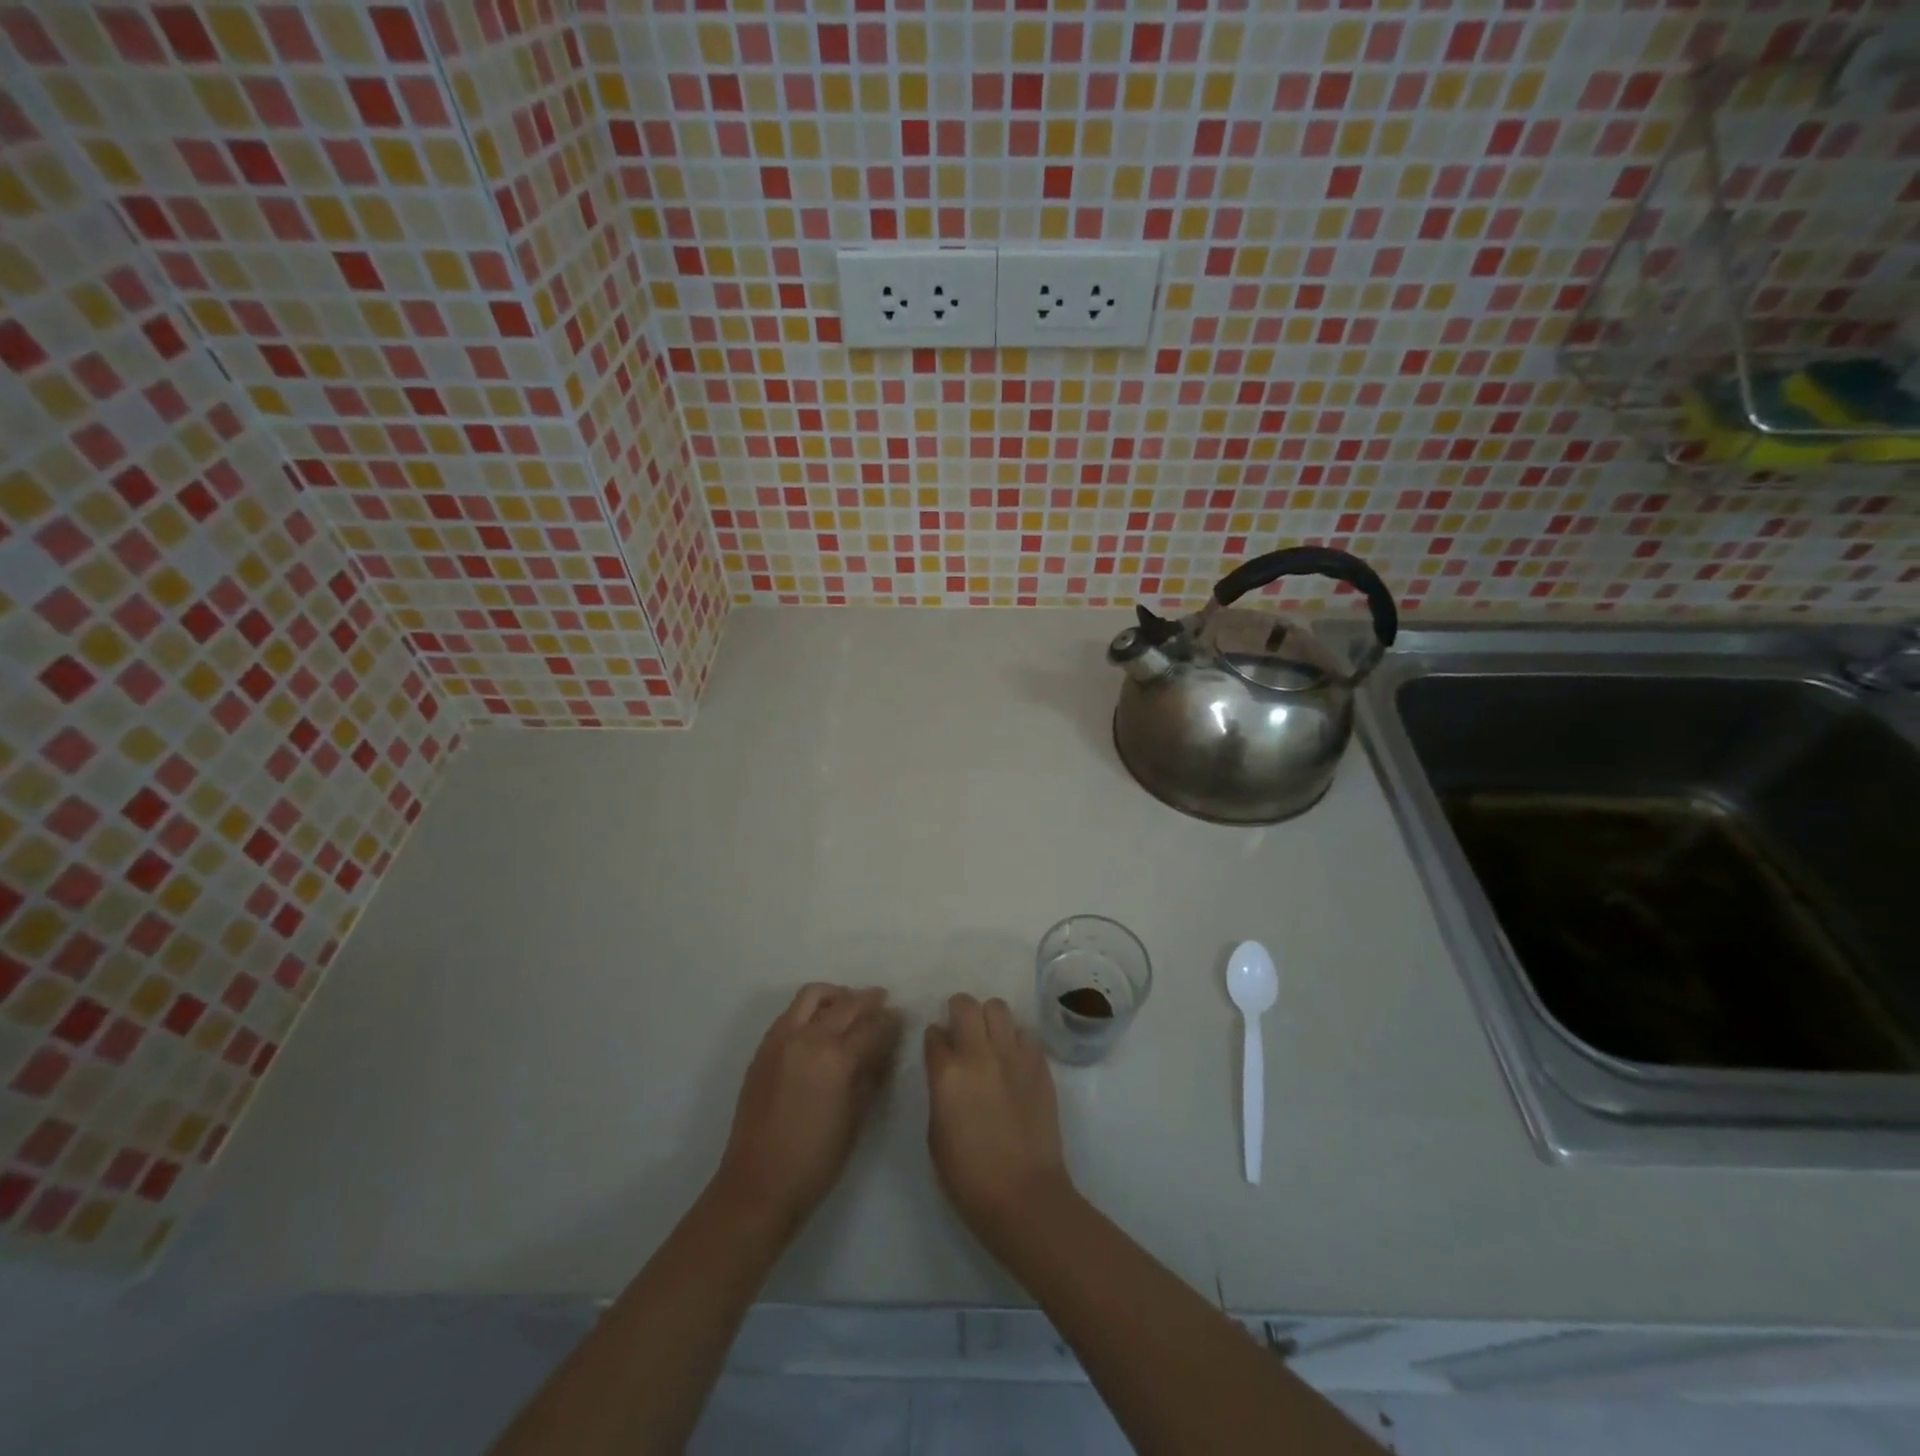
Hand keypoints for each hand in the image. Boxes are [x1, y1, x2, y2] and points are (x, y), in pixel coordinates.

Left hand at [711, 984, 901, 1236]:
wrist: (758, 1184)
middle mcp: (809, 1038)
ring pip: (813, 995)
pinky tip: (821, 1024)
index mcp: (836, 1058)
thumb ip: (871, 1075)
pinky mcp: (764, 1047)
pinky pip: (791, 1012)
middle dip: (869, 1000)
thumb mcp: (856, 1119)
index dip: (891, 1021)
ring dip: (837, 995)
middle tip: (883, 1002)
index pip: (873, 1026)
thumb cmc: (816, 1160)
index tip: (900, 1018)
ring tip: (849, 1005)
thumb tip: (883, 1047)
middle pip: (846, 1004)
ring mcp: (782, 1038)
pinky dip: (811, 1009)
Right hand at [924, 994, 1071, 1246]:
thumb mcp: (936, 1134)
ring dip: (990, 1019)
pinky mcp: (1040, 1065)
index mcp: (948, 1073)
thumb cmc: (969, 1176)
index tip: (937, 1045)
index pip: (934, 1034)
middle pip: (966, 1005)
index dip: (934, 1037)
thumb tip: (947, 1069)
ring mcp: (1014, 1056)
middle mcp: (980, 1054)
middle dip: (959, 1011)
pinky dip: (1016, 1040)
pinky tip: (1014, 1061)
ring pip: (999, 1008)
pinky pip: (1025, 1034)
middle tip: (961, 1029)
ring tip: (990, 1040)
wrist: (1024, 1195)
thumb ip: (940, 1091)